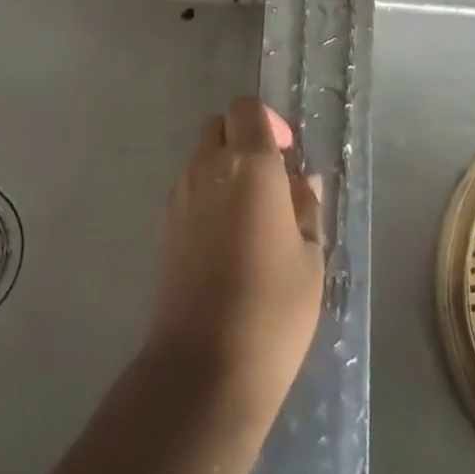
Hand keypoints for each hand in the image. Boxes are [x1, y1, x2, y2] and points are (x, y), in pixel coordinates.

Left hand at [147, 98, 323, 428]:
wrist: (205, 364)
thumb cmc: (273, 308)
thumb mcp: (309, 256)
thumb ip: (305, 207)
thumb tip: (301, 181)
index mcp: (249, 165)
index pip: (247, 109)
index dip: (269, 122)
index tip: (287, 155)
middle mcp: (208, 167)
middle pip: (219, 126)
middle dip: (243, 138)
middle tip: (271, 179)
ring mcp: (180, 195)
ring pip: (201, 156)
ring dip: (224, 166)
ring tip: (252, 214)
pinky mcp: (165, 224)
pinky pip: (189, 187)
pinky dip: (208, 193)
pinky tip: (227, 237)